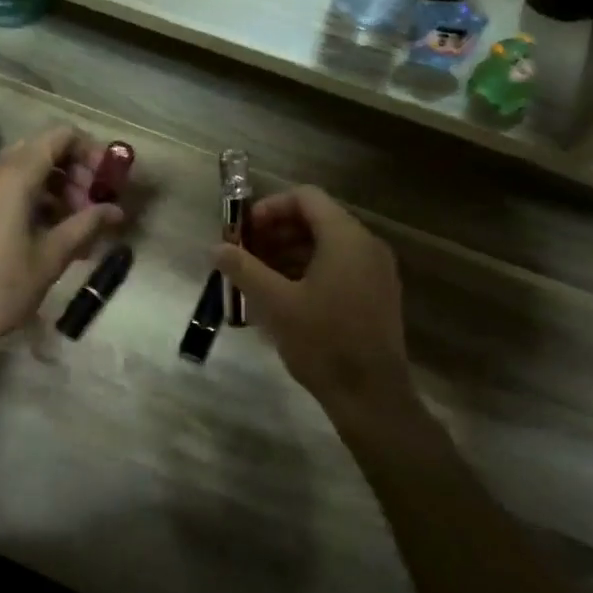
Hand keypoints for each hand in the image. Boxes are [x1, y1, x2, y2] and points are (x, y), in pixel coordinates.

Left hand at [0, 126, 121, 358]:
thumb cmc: (0, 287)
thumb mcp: (51, 256)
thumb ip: (86, 225)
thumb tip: (117, 210)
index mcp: (15, 174)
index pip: (61, 135)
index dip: (91, 150)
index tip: (107, 181)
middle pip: (43, 150)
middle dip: (75, 172)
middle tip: (93, 208)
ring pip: (24, 170)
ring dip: (55, 188)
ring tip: (75, 226)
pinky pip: (5, 188)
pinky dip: (31, 199)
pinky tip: (46, 234)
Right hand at [214, 186, 409, 410]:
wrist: (371, 395)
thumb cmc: (323, 342)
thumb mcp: (275, 303)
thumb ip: (243, 269)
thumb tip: (216, 248)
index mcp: (346, 238)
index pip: (306, 197)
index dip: (270, 207)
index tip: (244, 231)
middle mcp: (367, 246)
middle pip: (317, 219)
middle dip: (276, 232)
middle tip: (245, 255)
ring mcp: (376, 271)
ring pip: (327, 245)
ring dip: (289, 253)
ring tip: (258, 278)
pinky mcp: (377, 295)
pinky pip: (339, 266)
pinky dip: (309, 270)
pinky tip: (283, 297)